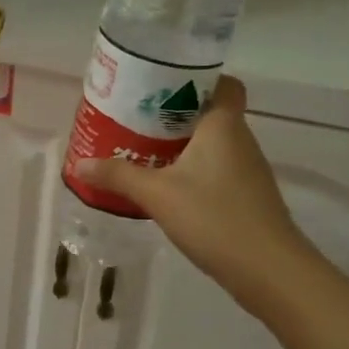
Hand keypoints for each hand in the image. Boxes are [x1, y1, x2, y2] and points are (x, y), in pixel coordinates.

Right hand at [74, 77, 313, 292]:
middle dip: (175, 113)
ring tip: (142, 148)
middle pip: (210, 113)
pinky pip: (215, 170)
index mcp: (223, 126)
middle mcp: (240, 140)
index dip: (197, 78)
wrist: (269, 270)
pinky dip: (192, 170)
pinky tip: (166, 186)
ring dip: (182, 144)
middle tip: (136, 117)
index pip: (223, 84)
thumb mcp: (157, 194)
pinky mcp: (247, 197)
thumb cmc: (214, 217)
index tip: (163, 85)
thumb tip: (79, 164)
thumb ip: (118, 176)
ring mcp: (247, 171)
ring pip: (212, 144)